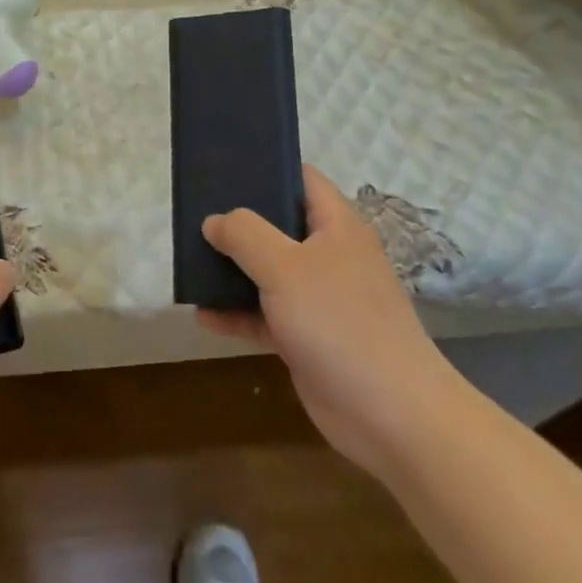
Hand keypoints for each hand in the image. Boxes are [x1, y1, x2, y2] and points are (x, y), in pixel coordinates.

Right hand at [199, 166, 467, 477]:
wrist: (391, 415)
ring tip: (190, 262)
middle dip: (238, 223)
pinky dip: (237, 313)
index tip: (223, 169)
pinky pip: (266, 314)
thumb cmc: (339, 322)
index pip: (302, 179)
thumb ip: (244, 234)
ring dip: (232, 270)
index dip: (266, 168)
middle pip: (278, 225)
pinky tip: (203, 315)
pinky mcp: (309, 336)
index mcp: (336, 226)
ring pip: (268, 271)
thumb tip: (214, 221)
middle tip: (195, 215)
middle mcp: (330, 256)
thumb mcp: (284, 267)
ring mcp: (320, 298)